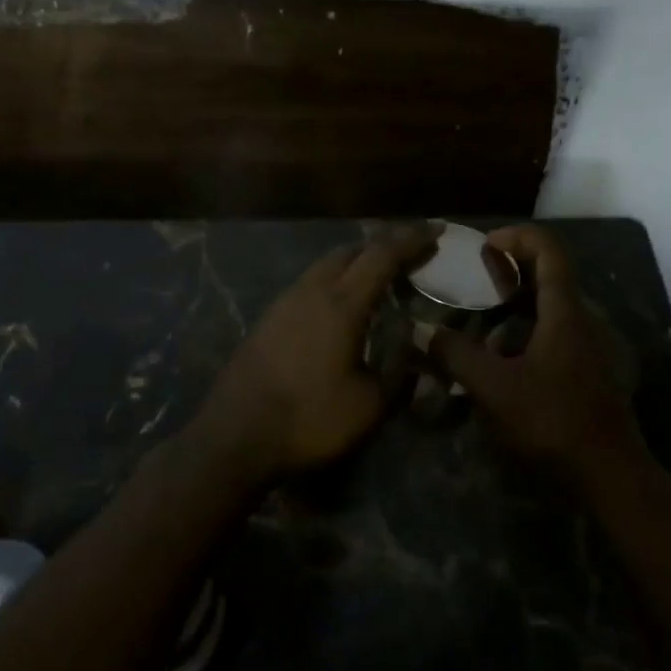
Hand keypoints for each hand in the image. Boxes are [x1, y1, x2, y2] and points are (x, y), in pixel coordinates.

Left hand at [197, 225, 437, 484]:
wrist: (233, 439)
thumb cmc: (308, 420)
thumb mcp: (369, 405)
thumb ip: (400, 371)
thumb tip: (417, 346)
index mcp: (342, 304)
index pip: (383, 255)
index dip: (413, 240)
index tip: (438, 230)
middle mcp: (312, 290)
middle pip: (352, 250)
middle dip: (385, 246)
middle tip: (412, 256)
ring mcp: (285, 302)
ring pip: (327, 264)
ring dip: (357, 262)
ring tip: (380, 279)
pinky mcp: (268, 318)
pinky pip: (310, 283)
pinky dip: (335, 280)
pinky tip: (341, 306)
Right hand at [430, 225, 642, 488]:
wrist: (609, 477)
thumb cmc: (553, 423)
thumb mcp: (495, 389)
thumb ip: (456, 356)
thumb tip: (420, 330)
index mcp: (565, 311)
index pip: (549, 250)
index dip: (517, 237)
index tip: (484, 246)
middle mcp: (581, 320)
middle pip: (548, 276)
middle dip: (509, 272)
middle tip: (472, 281)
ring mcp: (587, 347)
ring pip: (549, 308)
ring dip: (515, 306)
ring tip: (477, 322)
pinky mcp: (586, 371)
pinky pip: (553, 334)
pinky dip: (525, 333)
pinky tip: (498, 360)